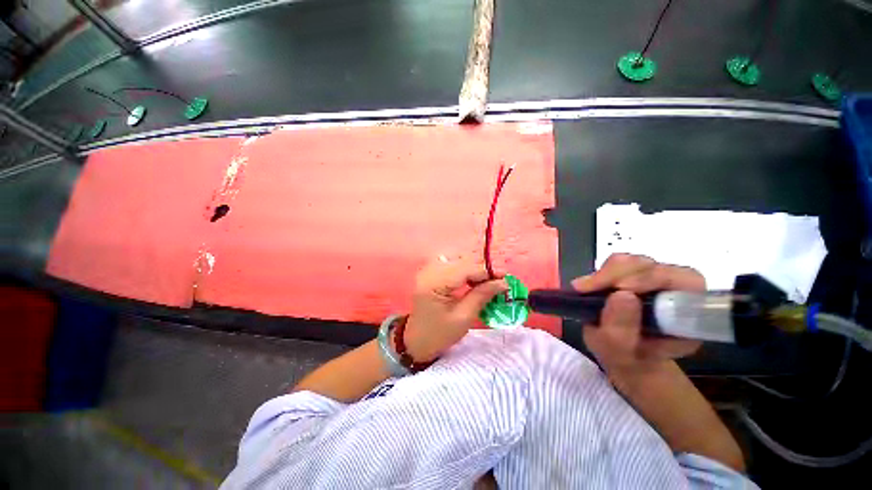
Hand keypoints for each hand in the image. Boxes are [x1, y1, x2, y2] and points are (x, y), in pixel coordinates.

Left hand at [404, 258, 508, 361]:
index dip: (487, 271)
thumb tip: (503, 282)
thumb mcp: (463, 318)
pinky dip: (465, 269)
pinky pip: (452, 263)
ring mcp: (429, 270)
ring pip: (458, 259)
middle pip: (462, 260)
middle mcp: (430, 271)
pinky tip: (473, 279)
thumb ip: (482, 295)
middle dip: (482, 269)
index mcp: (435, 283)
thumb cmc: (439, 334)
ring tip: (487, 281)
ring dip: (475, 267)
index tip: (505, 278)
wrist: (416, 340)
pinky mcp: (431, 272)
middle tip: (499, 281)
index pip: (465, 269)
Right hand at [572, 254, 703, 375]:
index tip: (619, 290)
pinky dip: (600, 272)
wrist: (624, 355)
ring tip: (585, 288)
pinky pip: (618, 263)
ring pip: (635, 261)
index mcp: (689, 314)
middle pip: (655, 266)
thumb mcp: (620, 354)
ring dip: (607, 272)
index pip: (686, 281)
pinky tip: (589, 286)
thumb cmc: (627, 359)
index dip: (654, 279)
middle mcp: (676, 291)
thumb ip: (621, 330)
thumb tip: (620, 294)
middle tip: (589, 288)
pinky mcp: (634, 274)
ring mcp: (654, 280)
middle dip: (619, 274)